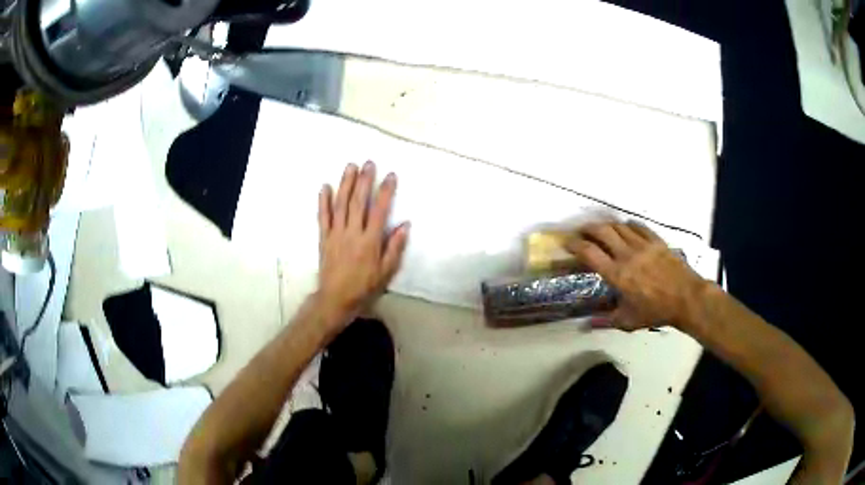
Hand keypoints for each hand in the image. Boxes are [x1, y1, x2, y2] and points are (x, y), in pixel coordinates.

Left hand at [317, 161, 409, 326]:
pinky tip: (325, 186)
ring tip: (350, 166)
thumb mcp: (386, 271)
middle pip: (358, 202)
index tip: (390, 175)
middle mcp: (352, 233)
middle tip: (368, 163)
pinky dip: (323, 201)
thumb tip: (405, 224)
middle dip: (364, 180)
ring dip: (345, 184)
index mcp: (370, 241)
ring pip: (340, 204)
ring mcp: (336, 233)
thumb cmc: (364, 286)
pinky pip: (323, 216)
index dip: (385, 191)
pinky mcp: (324, 237)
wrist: (336, 298)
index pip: (380, 210)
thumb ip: (395, 247)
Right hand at [566, 222, 705, 330]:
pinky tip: (626, 228)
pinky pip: (638, 226)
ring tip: (602, 229)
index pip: (589, 252)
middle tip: (581, 231)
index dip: (574, 244)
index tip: (566, 243)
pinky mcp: (656, 240)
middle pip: (602, 231)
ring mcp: (642, 244)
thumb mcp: (628, 321)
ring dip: (607, 225)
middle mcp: (626, 254)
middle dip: (587, 228)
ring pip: (619, 226)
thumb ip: (605, 320)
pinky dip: (628, 225)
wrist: (686, 298)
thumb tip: (585, 325)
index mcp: (617, 273)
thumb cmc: (655, 311)